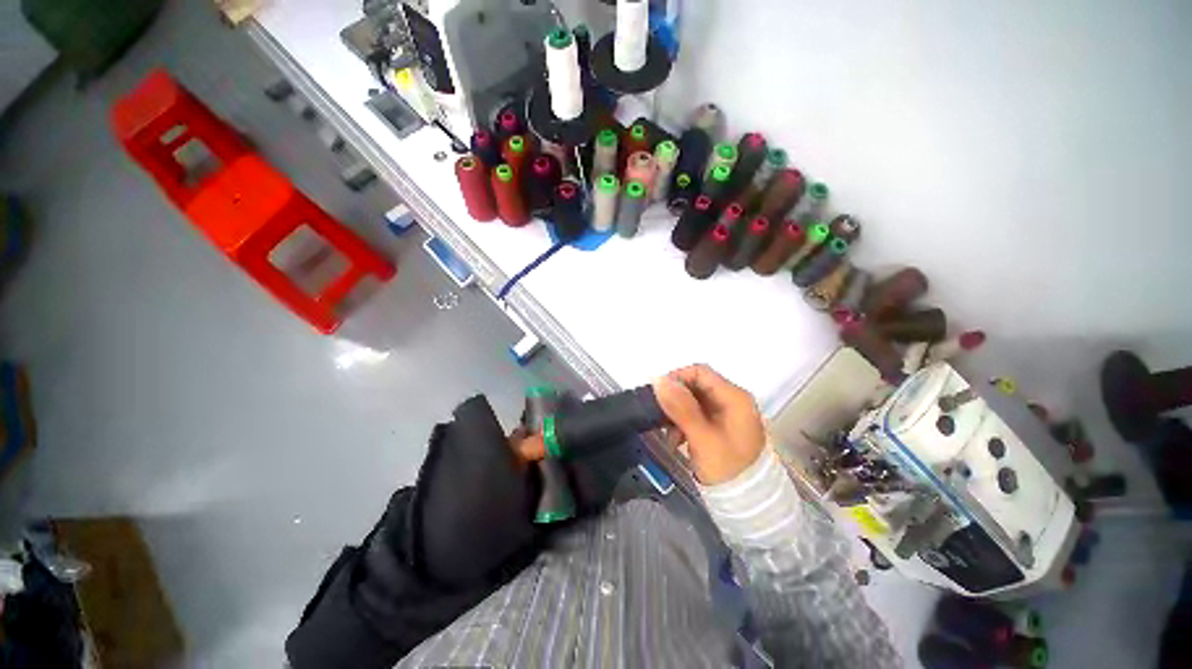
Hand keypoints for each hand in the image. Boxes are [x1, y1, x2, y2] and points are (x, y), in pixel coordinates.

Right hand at [652, 364, 765, 484]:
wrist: (747, 504)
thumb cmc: (726, 468)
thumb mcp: (701, 437)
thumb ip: (680, 407)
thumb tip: (658, 380)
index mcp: (734, 397)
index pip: (700, 372)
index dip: (676, 378)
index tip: (659, 396)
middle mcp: (732, 399)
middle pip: (696, 386)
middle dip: (676, 401)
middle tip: (661, 419)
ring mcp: (727, 413)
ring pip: (694, 400)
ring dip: (677, 415)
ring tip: (670, 437)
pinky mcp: (721, 425)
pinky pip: (697, 414)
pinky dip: (684, 423)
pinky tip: (677, 441)